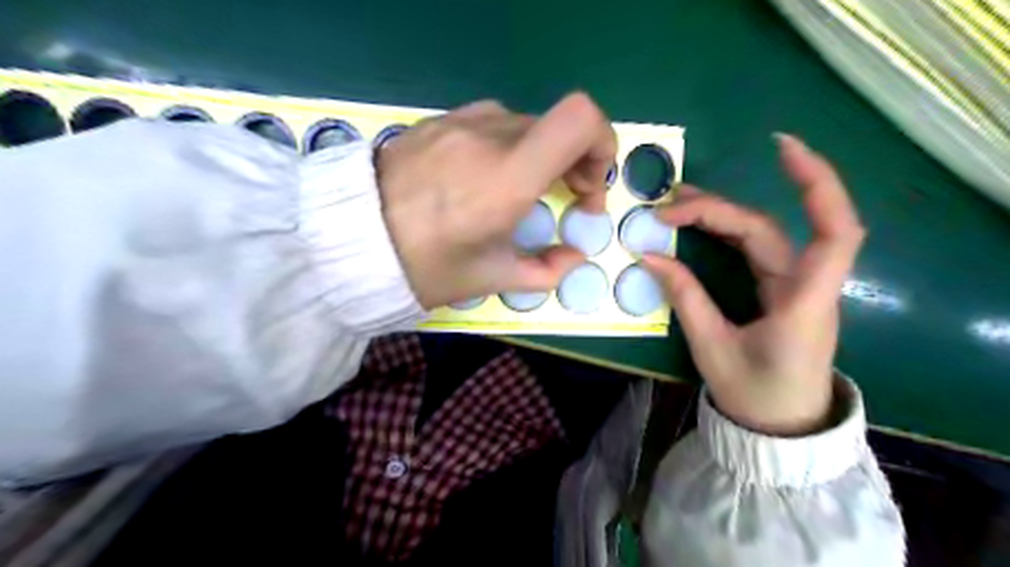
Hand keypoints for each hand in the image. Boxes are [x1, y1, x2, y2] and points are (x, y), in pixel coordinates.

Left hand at [379, 96, 614, 311]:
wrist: (348, 244)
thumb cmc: (425, 267)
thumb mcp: (490, 277)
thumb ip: (546, 269)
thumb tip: (576, 256)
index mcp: (507, 176)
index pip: (580, 118)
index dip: (602, 144)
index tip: (588, 186)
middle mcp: (488, 135)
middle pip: (557, 125)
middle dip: (575, 161)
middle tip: (565, 198)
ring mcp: (458, 122)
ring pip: (525, 124)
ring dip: (540, 154)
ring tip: (521, 189)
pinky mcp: (436, 122)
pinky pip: (489, 123)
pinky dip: (506, 146)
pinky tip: (483, 177)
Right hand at [643, 136, 864, 436]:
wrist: (780, 426)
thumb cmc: (755, 393)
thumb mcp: (712, 348)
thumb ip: (685, 298)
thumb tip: (649, 256)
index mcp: (803, 302)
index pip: (834, 232)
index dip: (817, 185)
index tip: (782, 149)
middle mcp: (805, 285)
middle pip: (767, 229)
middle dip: (716, 211)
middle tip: (666, 208)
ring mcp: (793, 285)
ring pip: (761, 234)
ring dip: (720, 214)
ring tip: (677, 205)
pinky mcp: (779, 289)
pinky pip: (756, 249)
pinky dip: (728, 231)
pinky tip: (702, 223)